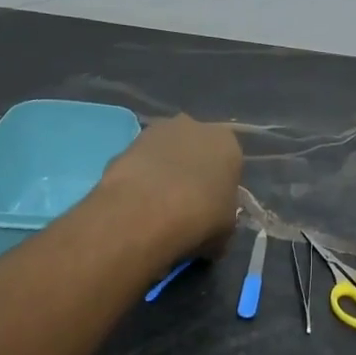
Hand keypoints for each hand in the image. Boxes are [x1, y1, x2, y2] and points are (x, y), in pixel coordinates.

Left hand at [99, 115, 242, 258]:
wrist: (146, 212)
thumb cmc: (200, 218)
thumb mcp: (227, 227)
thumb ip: (224, 214)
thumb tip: (214, 221)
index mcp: (227, 143)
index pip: (229, 162)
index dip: (220, 185)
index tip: (213, 206)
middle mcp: (195, 127)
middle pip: (196, 149)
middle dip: (191, 170)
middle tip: (185, 203)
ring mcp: (157, 131)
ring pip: (166, 152)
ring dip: (163, 171)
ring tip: (156, 206)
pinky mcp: (126, 143)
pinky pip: (140, 162)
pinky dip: (140, 178)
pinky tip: (136, 204)